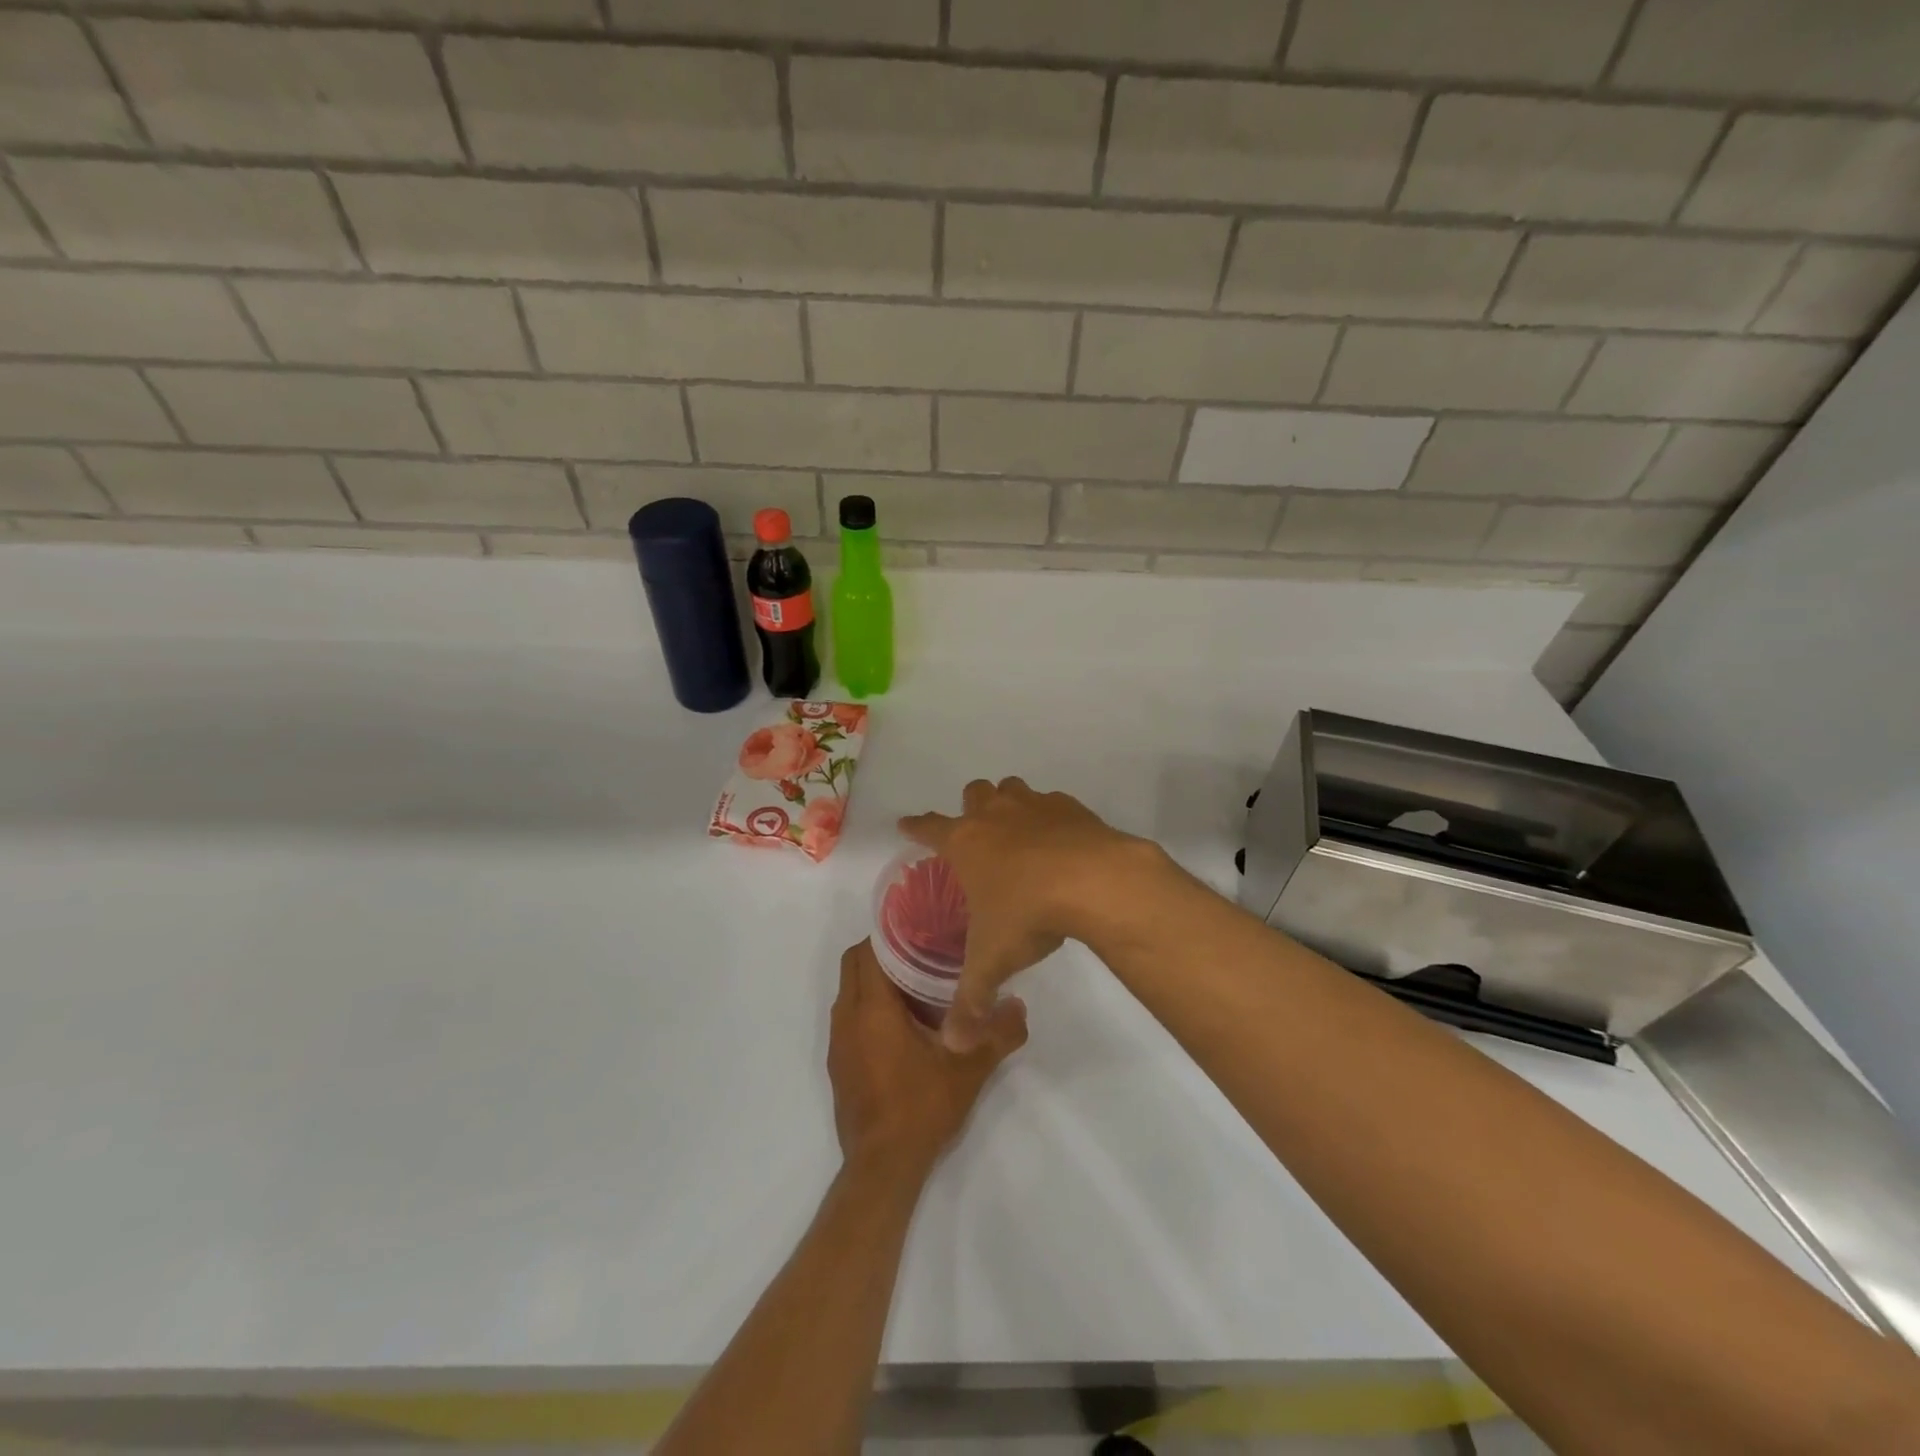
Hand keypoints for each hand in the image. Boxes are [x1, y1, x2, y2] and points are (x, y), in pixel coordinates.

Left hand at [829, 939, 1027, 1180]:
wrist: (883, 1168)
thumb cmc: (921, 1108)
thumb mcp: (970, 1068)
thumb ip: (998, 1033)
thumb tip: (1019, 1005)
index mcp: (872, 1009)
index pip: (867, 950)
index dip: (889, 934)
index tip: (920, 929)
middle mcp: (847, 1018)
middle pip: (854, 965)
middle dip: (882, 953)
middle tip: (922, 953)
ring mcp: (838, 1043)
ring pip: (850, 992)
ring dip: (875, 982)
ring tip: (917, 986)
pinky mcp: (839, 1065)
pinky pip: (849, 1018)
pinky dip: (869, 1009)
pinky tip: (903, 1027)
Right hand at [901, 778, 1164, 1051]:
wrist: (1094, 881)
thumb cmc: (1028, 913)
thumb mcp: (993, 961)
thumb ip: (971, 1001)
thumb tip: (953, 1044)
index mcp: (965, 843)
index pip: (928, 828)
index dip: (915, 827)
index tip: (906, 824)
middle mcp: (995, 815)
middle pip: (973, 794)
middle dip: (970, 808)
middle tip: (977, 834)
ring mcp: (1034, 806)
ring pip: (1012, 789)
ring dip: (1009, 804)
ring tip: (1019, 833)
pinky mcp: (1071, 807)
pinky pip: (1052, 803)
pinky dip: (1051, 817)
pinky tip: (1062, 843)